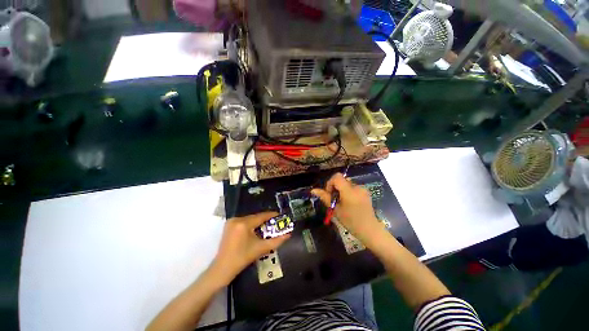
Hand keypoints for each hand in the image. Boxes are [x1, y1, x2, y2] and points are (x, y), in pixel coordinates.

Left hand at [210, 212, 289, 284]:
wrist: (222, 269)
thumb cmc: (242, 258)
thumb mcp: (260, 249)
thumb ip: (276, 241)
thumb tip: (288, 235)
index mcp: (244, 224)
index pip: (261, 216)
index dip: (272, 215)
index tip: (280, 215)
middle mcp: (237, 219)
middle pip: (256, 217)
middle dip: (266, 220)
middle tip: (275, 223)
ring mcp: (231, 222)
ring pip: (250, 219)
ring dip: (259, 222)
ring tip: (267, 227)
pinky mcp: (229, 225)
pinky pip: (244, 222)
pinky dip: (251, 224)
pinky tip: (256, 230)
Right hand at [311, 173, 381, 243]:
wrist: (370, 230)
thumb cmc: (351, 221)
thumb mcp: (336, 209)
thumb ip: (325, 197)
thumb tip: (313, 190)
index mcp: (349, 191)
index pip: (337, 177)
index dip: (330, 183)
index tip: (330, 194)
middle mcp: (357, 186)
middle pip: (342, 179)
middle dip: (335, 187)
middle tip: (334, 200)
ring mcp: (363, 188)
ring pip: (347, 183)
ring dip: (341, 190)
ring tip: (342, 202)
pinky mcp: (366, 192)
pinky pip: (353, 187)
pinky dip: (348, 191)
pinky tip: (349, 203)